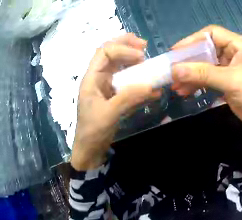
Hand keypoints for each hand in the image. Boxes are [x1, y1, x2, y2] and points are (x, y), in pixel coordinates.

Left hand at [71, 33, 161, 170]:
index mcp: (92, 78)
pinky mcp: (113, 96)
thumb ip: (128, 98)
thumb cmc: (92, 132)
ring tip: (148, 62)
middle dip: (127, 46)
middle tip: (144, 46)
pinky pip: (126, 83)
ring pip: (119, 66)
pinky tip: (151, 89)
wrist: (90, 151)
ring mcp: (106, 86)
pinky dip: (138, 83)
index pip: (105, 52)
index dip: (123, 49)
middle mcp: (98, 78)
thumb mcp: (108, 115)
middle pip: (112, 53)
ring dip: (134, 62)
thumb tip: (151, 86)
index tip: (140, 57)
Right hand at [171, 25, 241, 135]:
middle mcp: (232, 52)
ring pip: (203, 65)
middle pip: (204, 49)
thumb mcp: (230, 81)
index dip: (192, 40)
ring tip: (175, 86)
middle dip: (187, 61)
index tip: (175, 52)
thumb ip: (202, 73)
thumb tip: (174, 70)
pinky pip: (205, 77)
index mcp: (238, 45)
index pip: (211, 33)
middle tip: (171, 71)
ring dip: (189, 74)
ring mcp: (228, 67)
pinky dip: (195, 83)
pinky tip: (184, 91)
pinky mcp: (225, 80)